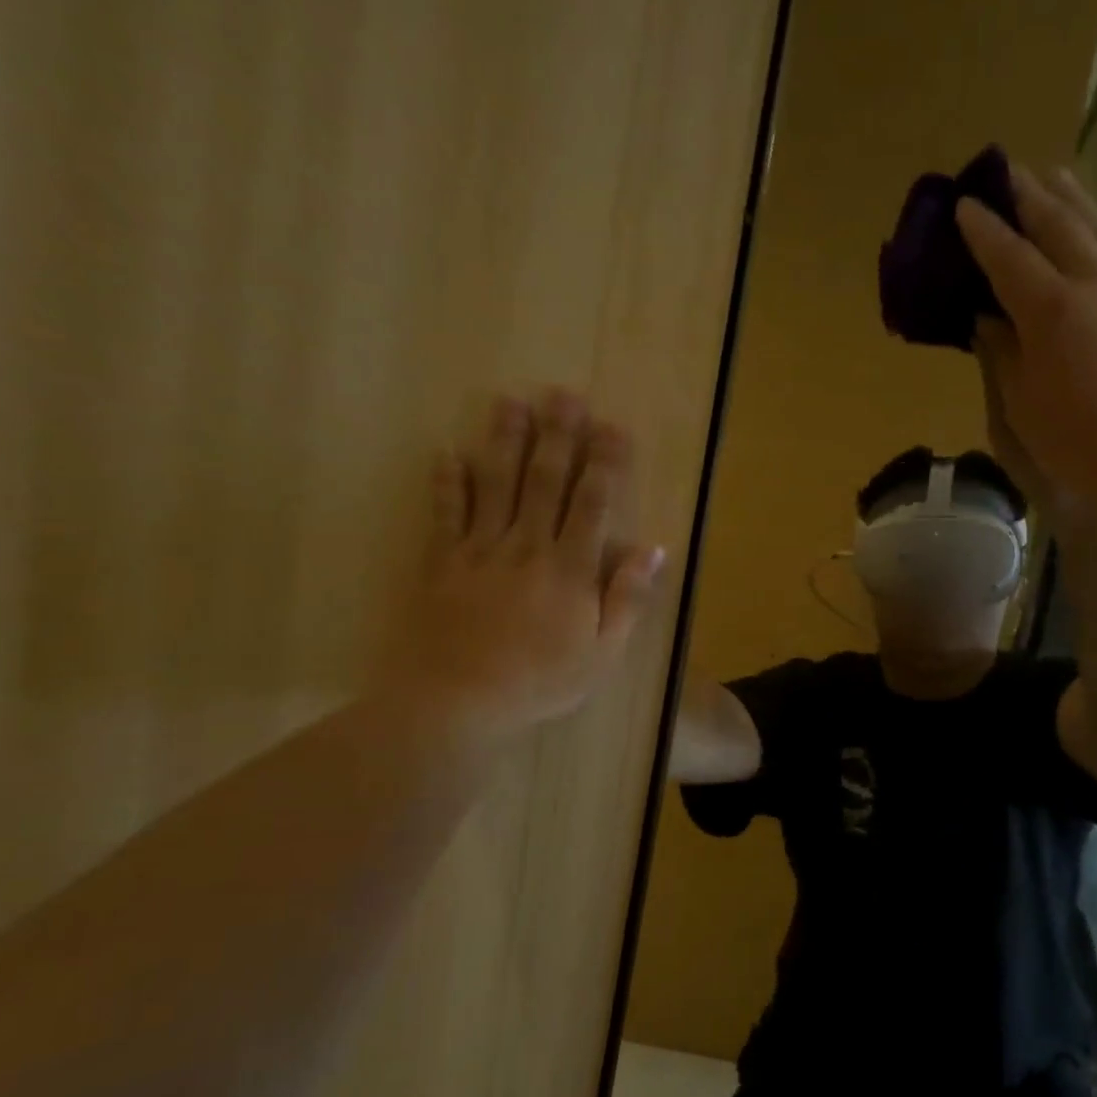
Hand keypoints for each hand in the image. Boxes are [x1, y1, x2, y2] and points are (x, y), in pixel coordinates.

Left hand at [382, 390, 664, 747]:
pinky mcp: (443, 563)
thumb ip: (627, 598)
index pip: (592, 503)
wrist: (459, 701)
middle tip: (564, 394)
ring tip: (511, 402)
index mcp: (570, 568)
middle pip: (544, 481)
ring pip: (496, 485)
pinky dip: (446, 482)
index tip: (613, 427)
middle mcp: (527, 547)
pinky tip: (447, 452)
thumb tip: (653, 551)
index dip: (604, 463)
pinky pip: (445, 514)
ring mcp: (481, 551)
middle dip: (557, 436)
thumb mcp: (603, 651)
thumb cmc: (541, 680)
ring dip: (505, 441)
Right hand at [955, 164, 1096, 503]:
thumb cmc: (1079, 443)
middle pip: (1056, 225)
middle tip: (1009, 171)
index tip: (966, 204)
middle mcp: (1094, 282)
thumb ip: (1004, 354)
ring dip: (1075, 197)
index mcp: (1049, 311)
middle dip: (1028, 196)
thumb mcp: (1024, 406)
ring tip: (1056, 175)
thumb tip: (988, 318)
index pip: (1008, 257)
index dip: (984, 230)